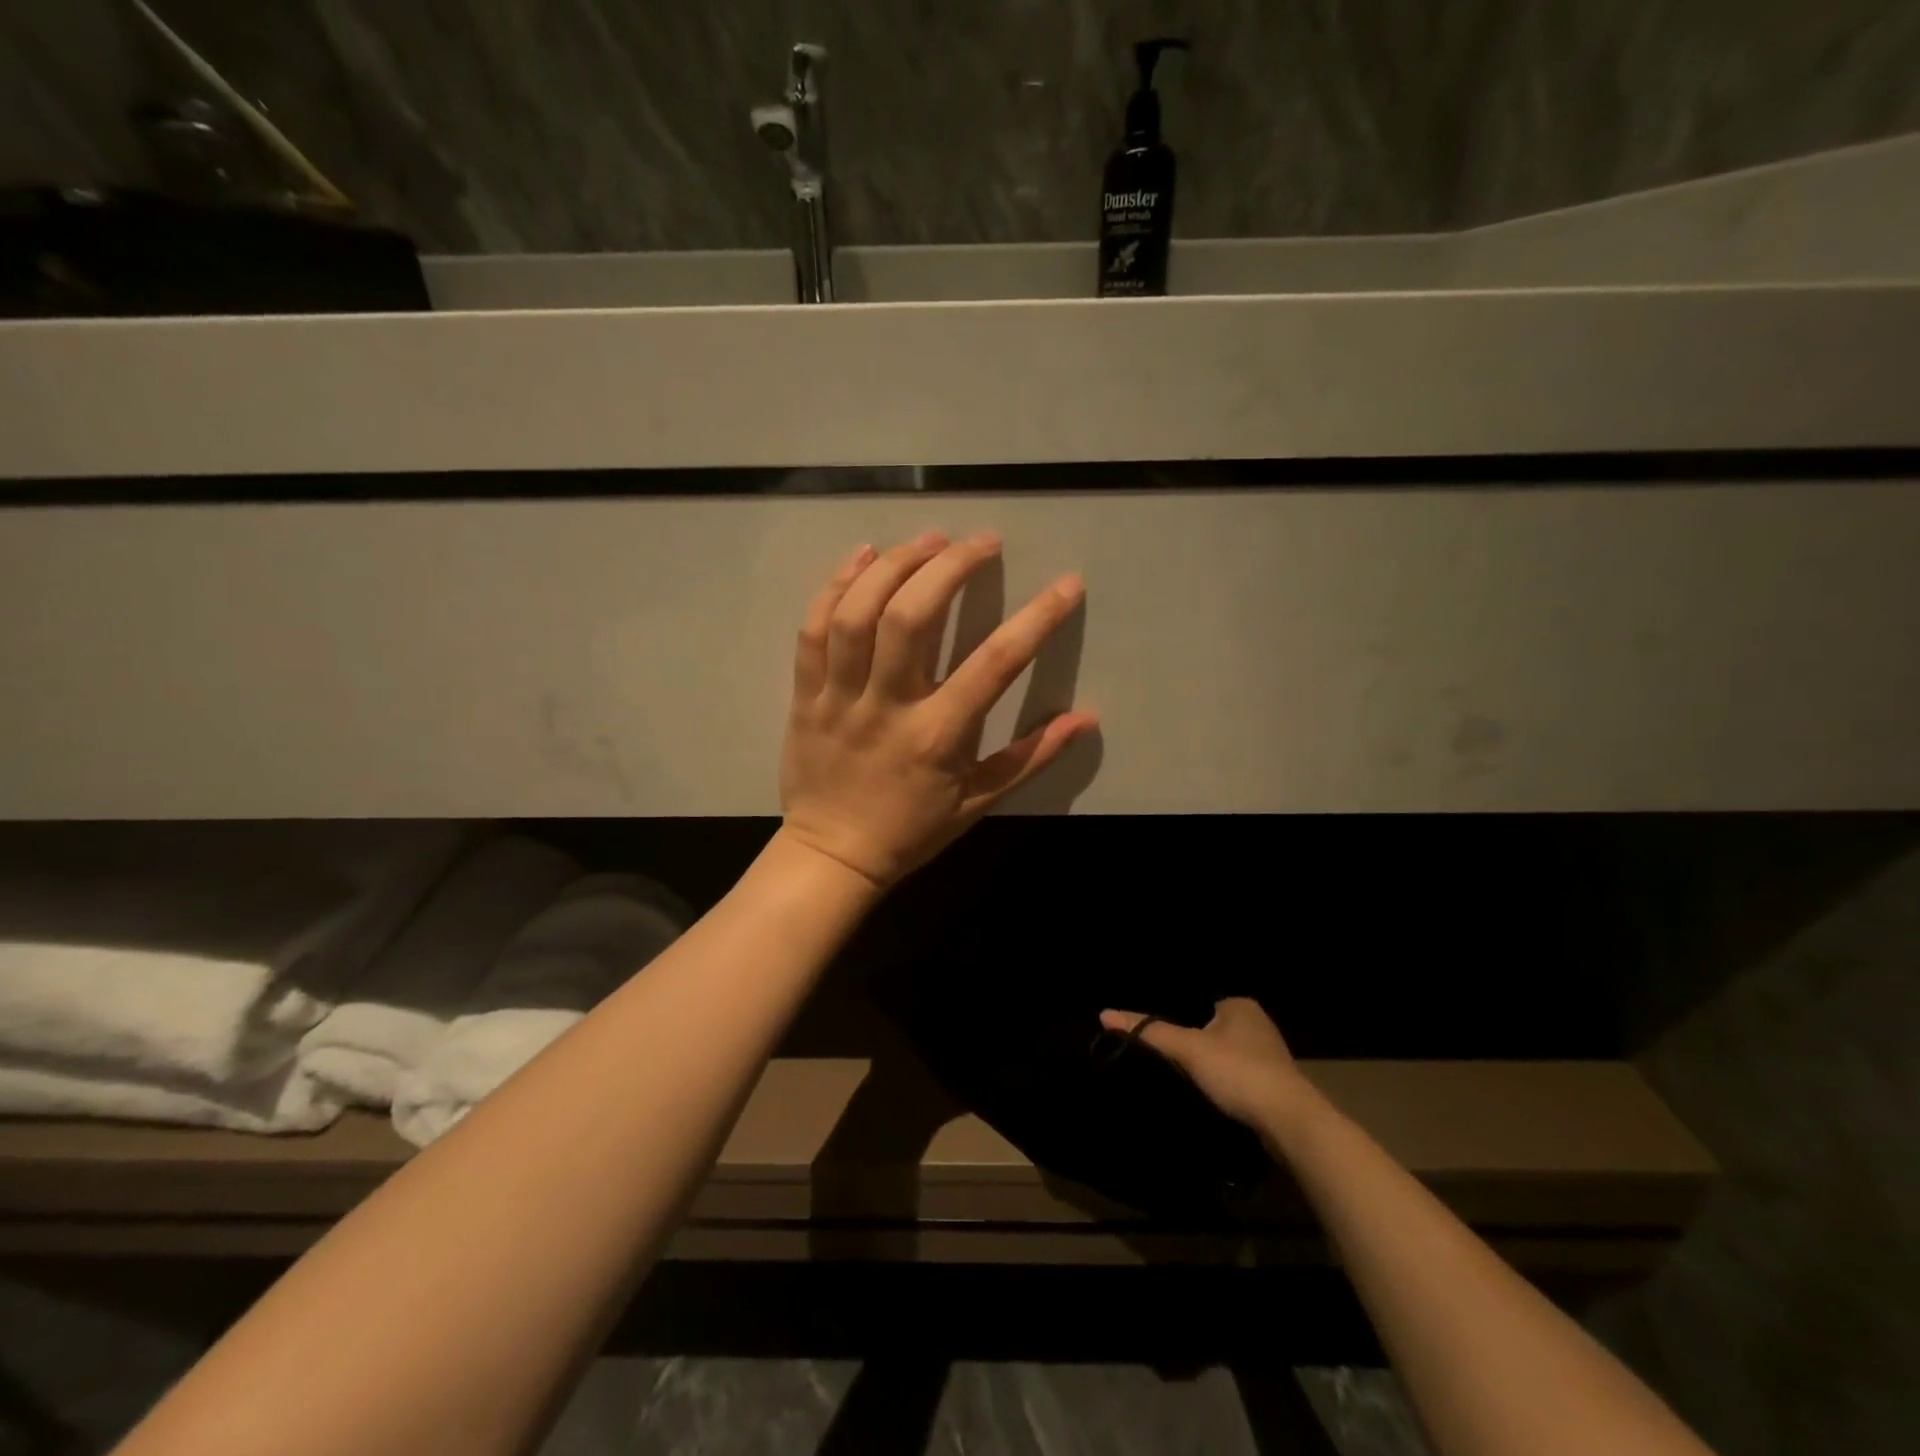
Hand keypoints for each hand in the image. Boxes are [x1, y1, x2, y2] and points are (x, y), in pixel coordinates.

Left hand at [779, 531, 1098, 890]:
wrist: (833, 856)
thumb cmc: (912, 830)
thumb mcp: (979, 801)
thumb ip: (1031, 757)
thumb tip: (1086, 719)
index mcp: (938, 736)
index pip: (995, 664)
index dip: (1037, 619)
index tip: (1066, 585)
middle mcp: (887, 706)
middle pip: (913, 618)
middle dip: (951, 567)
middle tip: (981, 542)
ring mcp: (839, 697)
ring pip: (858, 614)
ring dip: (894, 565)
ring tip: (928, 540)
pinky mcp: (805, 693)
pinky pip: (813, 628)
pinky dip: (836, 585)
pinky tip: (864, 556)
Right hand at [1099, 998, 1314, 1131]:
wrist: (1290, 1122)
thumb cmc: (1238, 1072)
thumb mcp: (1188, 1049)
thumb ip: (1149, 1031)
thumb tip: (1105, 1013)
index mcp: (1240, 1005)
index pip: (1198, 1003)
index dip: (1178, 1019)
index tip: (1158, 1037)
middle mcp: (1258, 1024)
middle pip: (1212, 1030)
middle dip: (1194, 1044)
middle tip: (1165, 1059)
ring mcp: (1270, 1056)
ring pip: (1226, 1056)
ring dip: (1210, 1068)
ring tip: (1182, 1080)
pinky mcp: (1275, 1087)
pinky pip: (1239, 1078)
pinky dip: (1225, 1086)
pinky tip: (1210, 1098)